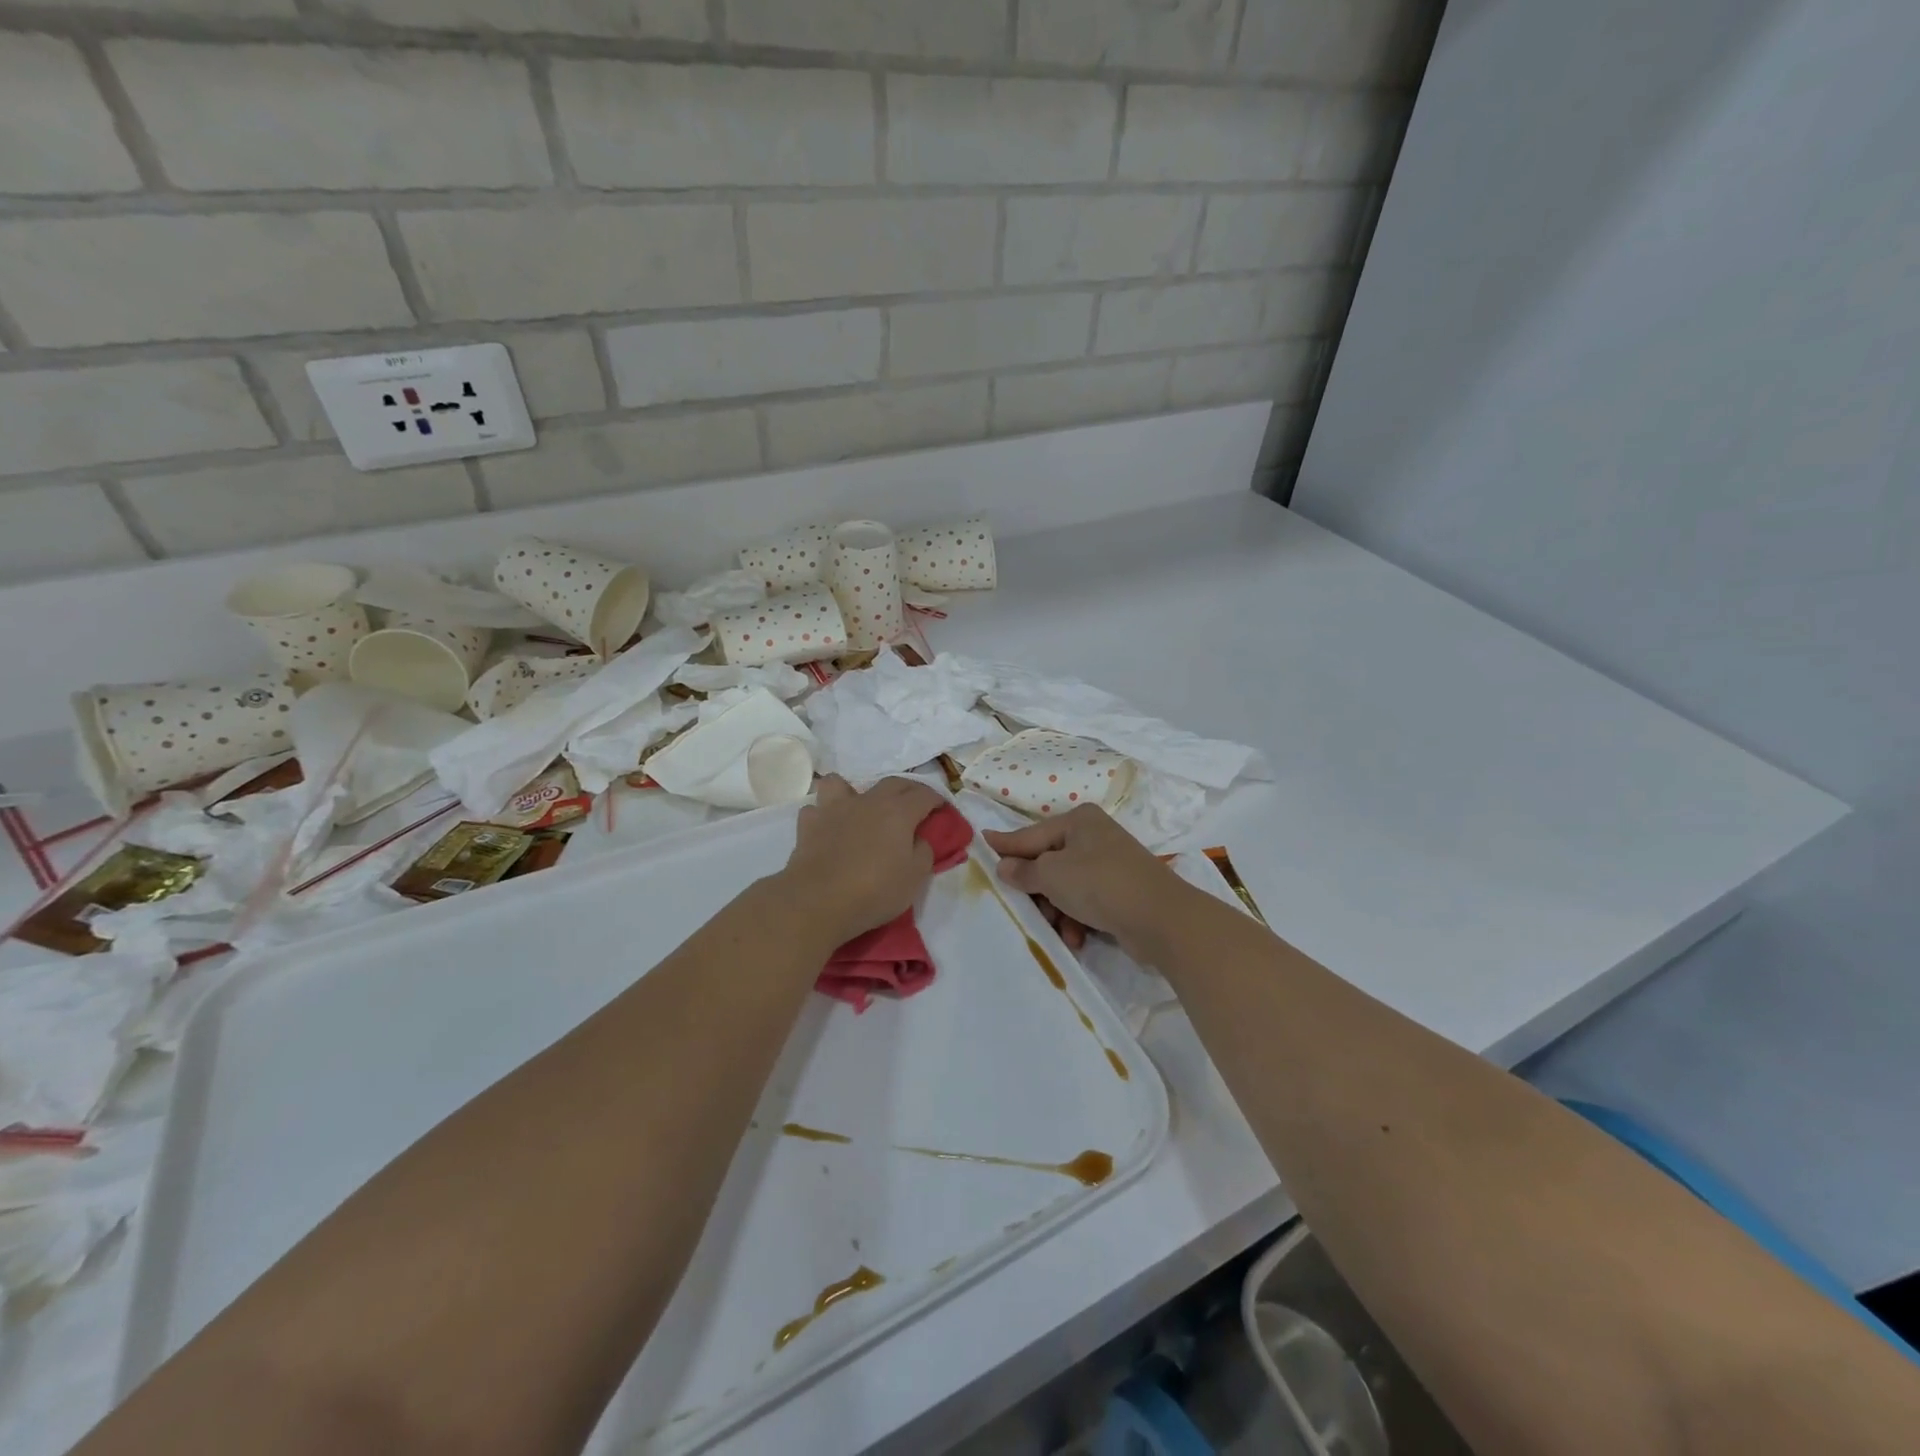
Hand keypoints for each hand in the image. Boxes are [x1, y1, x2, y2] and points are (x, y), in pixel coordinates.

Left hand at [779, 775, 944, 943]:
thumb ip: (923, 852)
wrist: (818, 901)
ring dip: (852, 792)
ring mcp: (834, 809)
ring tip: (857, 809)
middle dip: (907, 790)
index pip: (924, 794)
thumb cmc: (874, 890)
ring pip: (841, 783)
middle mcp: (867, 801)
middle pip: (892, 783)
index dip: (937, 800)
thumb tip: (919, 839)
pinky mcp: (808, 825)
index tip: (942, 810)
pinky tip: (828, 830)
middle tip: (913, 806)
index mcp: (898, 811)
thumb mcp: (915, 877)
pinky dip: (823, 817)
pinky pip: (816, 810)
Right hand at [984, 806, 1193, 960]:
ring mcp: (1109, 865)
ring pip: (1065, 887)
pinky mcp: (1120, 892)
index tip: (981, 844)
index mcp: (1078, 821)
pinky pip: (1085, 903)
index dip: (1005, 844)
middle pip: (1048, 863)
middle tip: (1023, 907)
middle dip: (1036, 890)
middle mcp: (1094, 837)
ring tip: (1058, 929)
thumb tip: (1005, 866)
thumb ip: (1024, 870)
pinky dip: (1076, 919)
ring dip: (1056, 910)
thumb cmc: (1100, 884)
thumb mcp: (1052, 874)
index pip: (1031, 834)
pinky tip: (1077, 937)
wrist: (1161, 919)